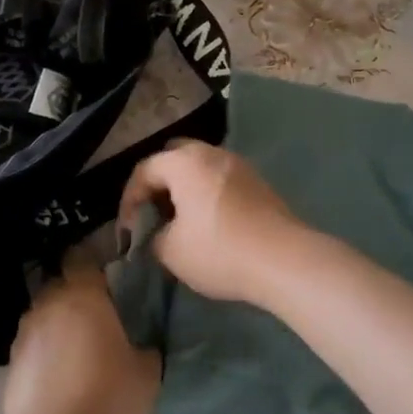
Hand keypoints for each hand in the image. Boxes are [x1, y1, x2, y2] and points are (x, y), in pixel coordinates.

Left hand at [2, 266, 158, 413]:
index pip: (81, 257)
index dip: (94, 261)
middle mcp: (48, 304)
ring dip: (59, 324)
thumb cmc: (108, 399)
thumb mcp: (147, 371)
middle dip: (77, 295)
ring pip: (44, 315)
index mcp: (82, 295)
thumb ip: (144, 344)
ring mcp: (24, 334)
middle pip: (61, 285)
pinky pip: (33, 345)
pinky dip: (45, 352)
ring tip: (79, 349)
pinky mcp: (10, 364)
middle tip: (101, 316)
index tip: (111, 275)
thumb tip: (140, 341)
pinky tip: (61, 376)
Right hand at [118, 140, 307, 304]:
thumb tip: (157, 233)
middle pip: (173, 158)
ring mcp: (239, 165)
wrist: (285, 260)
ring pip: (200, 168)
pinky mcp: (258, 182)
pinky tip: (208, 223)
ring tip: (179, 221)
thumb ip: (153, 236)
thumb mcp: (170, 251)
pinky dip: (206, 194)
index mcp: (184, 162)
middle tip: (152, 214)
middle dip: (157, 185)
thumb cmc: (219, 250)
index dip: (129, 200)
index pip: (143, 171)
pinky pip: (220, 180)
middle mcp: (211, 153)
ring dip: (184, 189)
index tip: (128, 231)